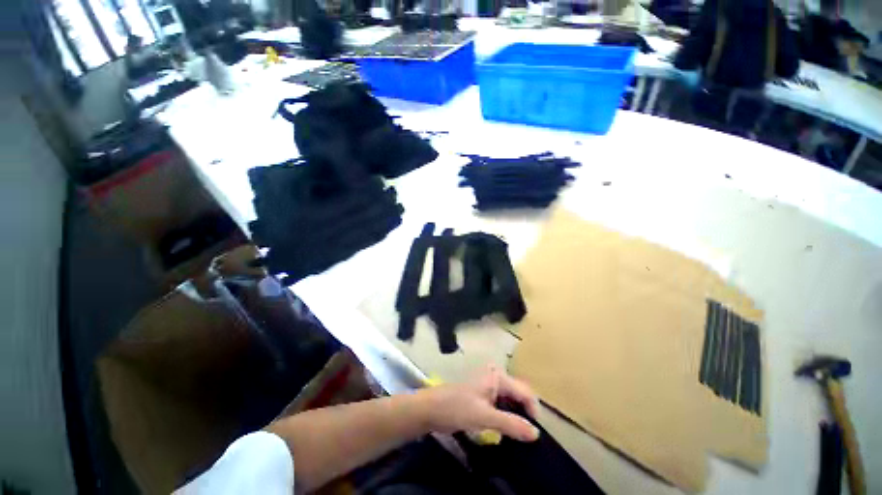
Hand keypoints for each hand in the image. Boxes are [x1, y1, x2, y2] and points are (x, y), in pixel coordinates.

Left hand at [420, 365, 540, 441]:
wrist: (431, 409)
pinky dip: (506, 416)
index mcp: (497, 376)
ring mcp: (489, 385)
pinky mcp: (483, 394)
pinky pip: (502, 404)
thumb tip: (536, 433)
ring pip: (511, 400)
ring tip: (518, 436)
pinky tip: (506, 430)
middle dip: (525, 414)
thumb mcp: (484, 417)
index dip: (533, 412)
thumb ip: (511, 424)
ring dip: (516, 417)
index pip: (524, 392)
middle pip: (519, 395)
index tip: (535, 435)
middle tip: (527, 437)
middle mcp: (495, 376)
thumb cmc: (456, 408)